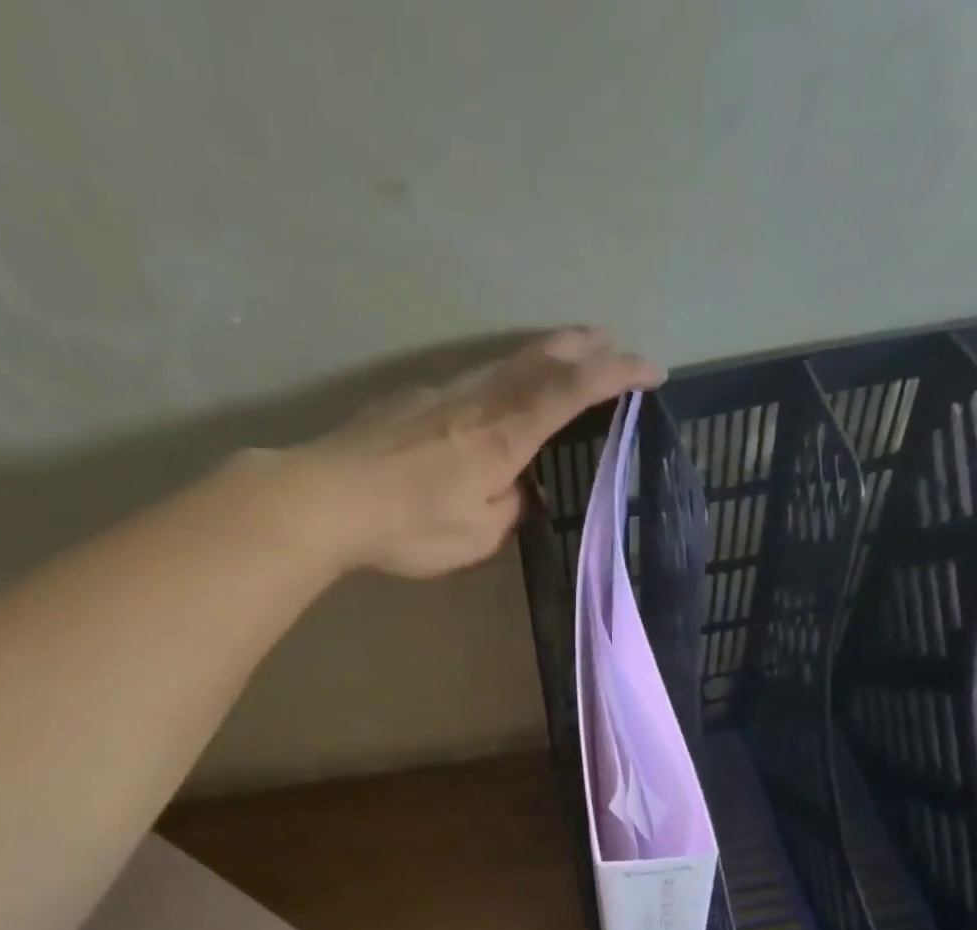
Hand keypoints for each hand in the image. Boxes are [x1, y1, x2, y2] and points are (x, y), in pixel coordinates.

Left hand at [281, 327, 663, 578]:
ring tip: (570, 358)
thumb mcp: (473, 537)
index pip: (570, 391)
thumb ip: (507, 509)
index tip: (651, 369)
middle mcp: (478, 401)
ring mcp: (442, 393)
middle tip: (616, 345)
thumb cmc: (406, 525)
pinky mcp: (413, 400)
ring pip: (507, 362)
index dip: (616, 375)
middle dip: (587, 348)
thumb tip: (514, 489)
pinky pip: (476, 379)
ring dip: (548, 355)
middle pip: (541, 358)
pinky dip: (507, 377)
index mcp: (502, 435)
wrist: (324, 498)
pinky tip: (500, 397)